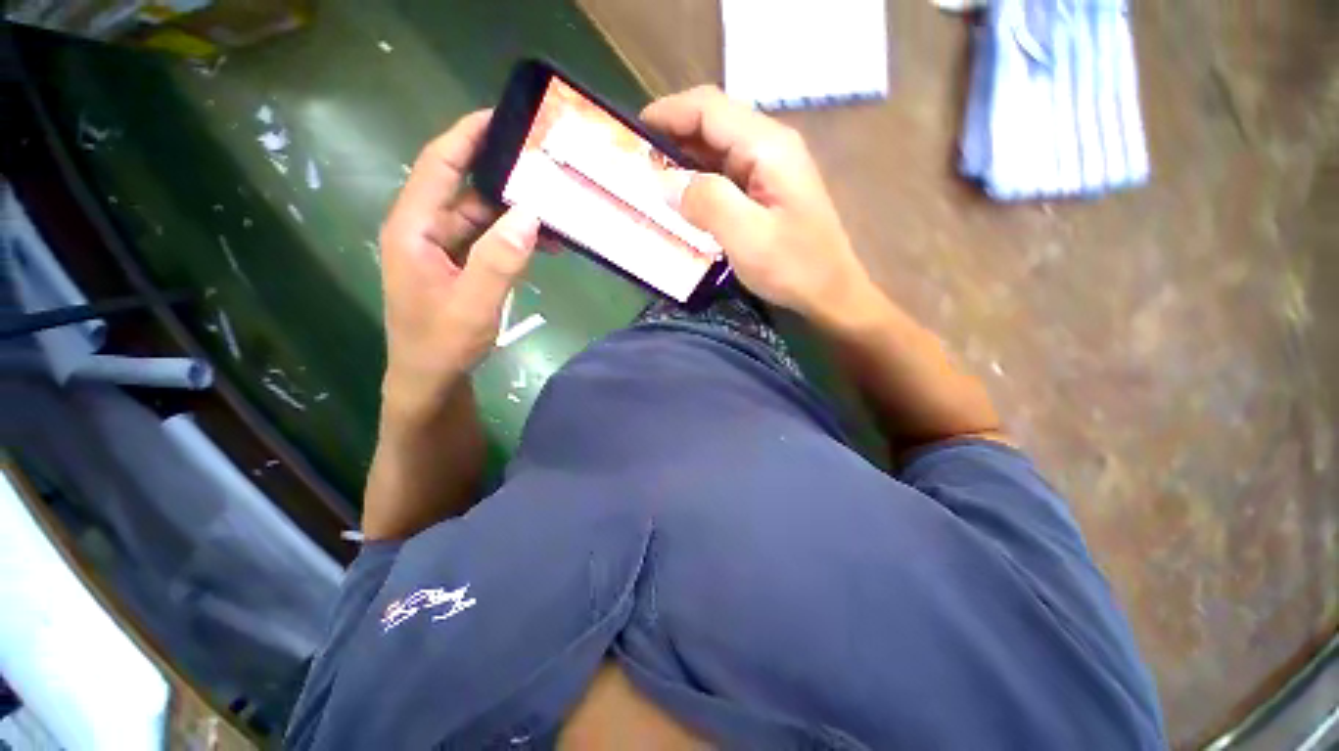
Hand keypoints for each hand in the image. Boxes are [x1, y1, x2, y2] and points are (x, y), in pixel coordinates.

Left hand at [378, 110, 539, 423]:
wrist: (431, 380)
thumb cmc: (442, 345)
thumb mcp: (473, 304)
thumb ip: (499, 259)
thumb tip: (530, 213)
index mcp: (413, 228)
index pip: (439, 164)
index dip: (468, 135)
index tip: (505, 115)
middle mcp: (425, 230)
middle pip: (465, 187)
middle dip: (505, 175)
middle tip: (546, 165)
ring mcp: (443, 249)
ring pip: (482, 215)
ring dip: (516, 213)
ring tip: (556, 210)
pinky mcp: (460, 266)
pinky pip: (489, 239)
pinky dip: (515, 237)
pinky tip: (543, 241)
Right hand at [642, 86, 875, 322]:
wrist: (830, 293)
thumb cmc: (794, 267)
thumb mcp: (747, 237)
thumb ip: (707, 202)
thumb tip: (666, 182)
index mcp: (767, 147)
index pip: (709, 108)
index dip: (668, 113)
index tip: (632, 132)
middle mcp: (770, 147)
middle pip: (713, 125)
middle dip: (672, 138)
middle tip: (636, 164)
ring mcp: (770, 170)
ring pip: (717, 151)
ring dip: (684, 162)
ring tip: (651, 183)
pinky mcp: (767, 192)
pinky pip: (726, 176)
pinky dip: (700, 183)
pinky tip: (683, 202)